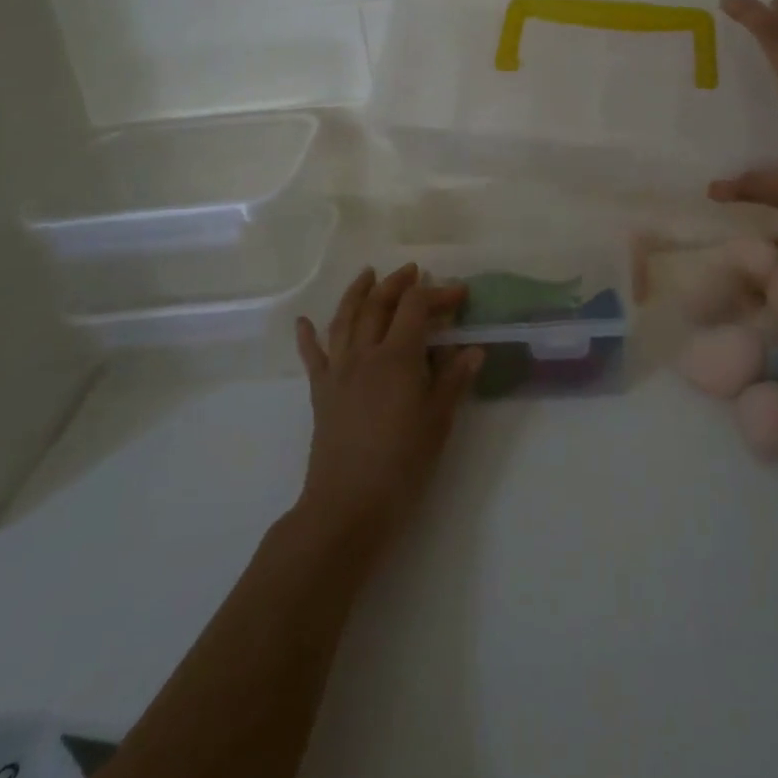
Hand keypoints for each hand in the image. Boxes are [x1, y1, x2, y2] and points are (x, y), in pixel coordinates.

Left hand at [293, 265, 481, 552]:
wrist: (347, 505)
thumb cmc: (402, 464)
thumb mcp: (438, 421)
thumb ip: (453, 380)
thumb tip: (473, 349)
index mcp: (397, 357)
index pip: (415, 307)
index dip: (438, 294)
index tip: (459, 294)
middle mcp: (364, 354)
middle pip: (378, 304)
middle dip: (397, 283)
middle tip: (414, 272)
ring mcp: (338, 371)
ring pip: (344, 319)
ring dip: (357, 293)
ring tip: (368, 274)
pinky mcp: (321, 393)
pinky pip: (313, 356)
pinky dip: (308, 335)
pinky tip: (304, 321)